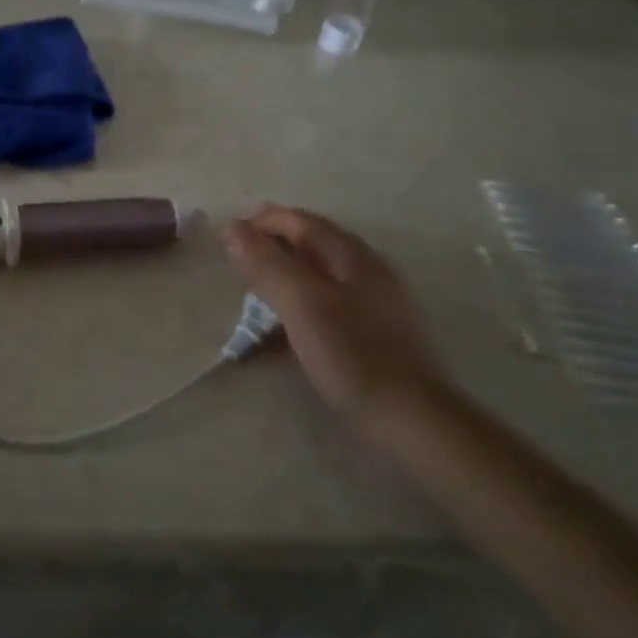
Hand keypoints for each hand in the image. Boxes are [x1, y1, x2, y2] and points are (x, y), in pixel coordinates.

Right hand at [224, 206, 443, 420]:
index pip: (299, 220)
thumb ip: (267, 263)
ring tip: (256, 293)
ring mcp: (375, 300)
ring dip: (285, 275)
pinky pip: (329, 303)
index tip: (228, 238)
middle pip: (311, 243)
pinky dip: (301, 303)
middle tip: (238, 263)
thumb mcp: (300, 303)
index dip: (262, 222)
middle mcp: (367, 268)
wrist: (410, 417)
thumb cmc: (351, 353)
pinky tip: (287, 328)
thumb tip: (234, 228)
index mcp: (351, 254)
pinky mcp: (375, 331)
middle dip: (272, 246)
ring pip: (320, 274)